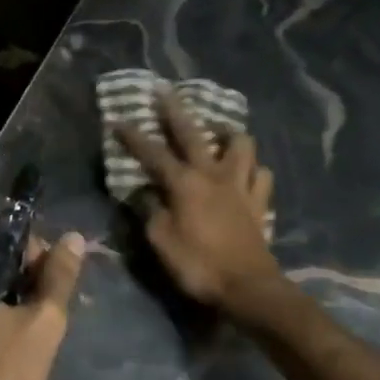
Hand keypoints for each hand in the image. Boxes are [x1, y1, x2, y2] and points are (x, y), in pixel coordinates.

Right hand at [118, 86, 280, 308]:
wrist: (248, 288)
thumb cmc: (198, 265)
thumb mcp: (160, 241)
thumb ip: (149, 212)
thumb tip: (142, 193)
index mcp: (184, 183)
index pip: (153, 153)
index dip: (133, 137)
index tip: (117, 120)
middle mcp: (213, 174)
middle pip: (194, 134)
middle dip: (176, 111)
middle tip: (165, 91)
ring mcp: (241, 186)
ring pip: (241, 145)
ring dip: (229, 134)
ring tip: (219, 132)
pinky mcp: (260, 202)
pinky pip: (262, 175)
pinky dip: (254, 169)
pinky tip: (247, 173)